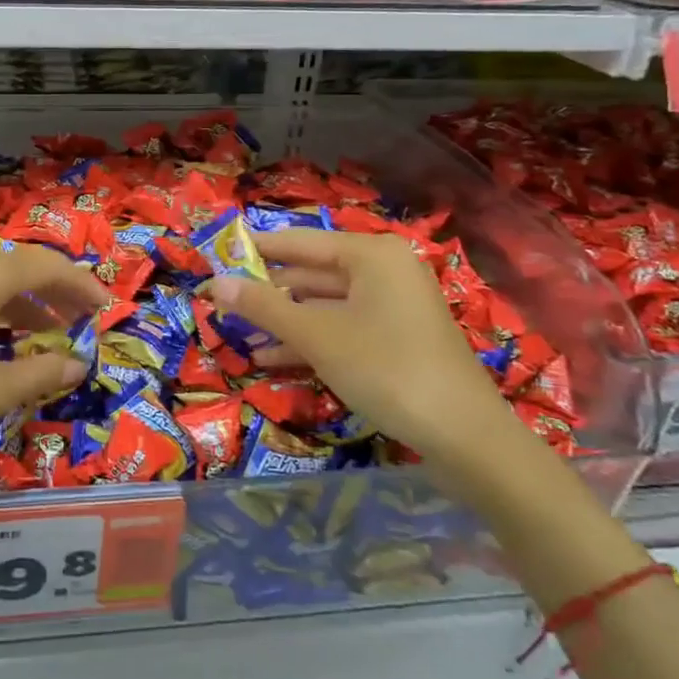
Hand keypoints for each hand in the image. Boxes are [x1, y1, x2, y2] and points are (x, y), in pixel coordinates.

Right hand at [204, 228, 516, 466]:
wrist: (465, 437)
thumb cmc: (385, 368)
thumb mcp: (316, 336)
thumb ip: (263, 306)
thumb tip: (214, 283)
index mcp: (371, 254)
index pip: (299, 242)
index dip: (256, 251)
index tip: (216, 258)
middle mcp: (383, 271)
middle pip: (312, 273)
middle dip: (267, 292)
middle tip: (220, 302)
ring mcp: (393, 307)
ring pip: (325, 305)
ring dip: (283, 321)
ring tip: (237, 334)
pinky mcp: (396, 340)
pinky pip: (342, 328)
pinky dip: (309, 341)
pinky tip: (270, 359)